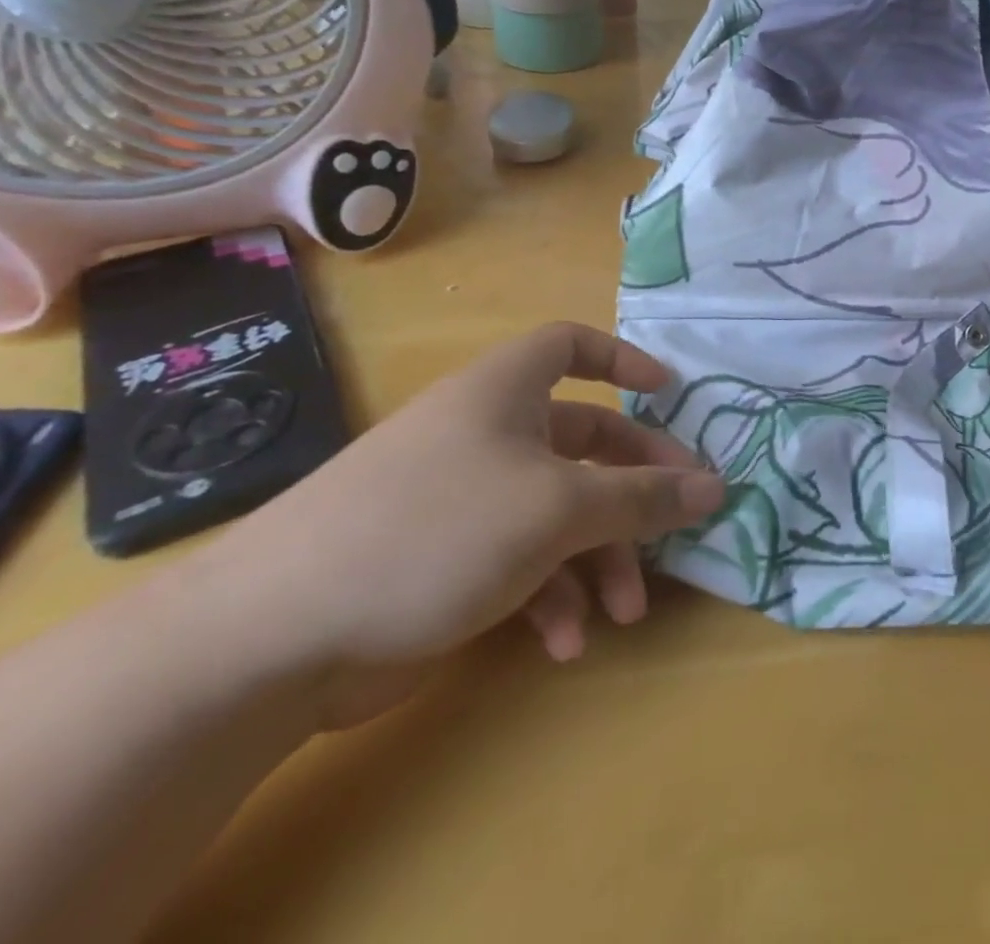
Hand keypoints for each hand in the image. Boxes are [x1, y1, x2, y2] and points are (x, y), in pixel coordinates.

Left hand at [189, 324, 723, 728]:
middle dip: (633, 490)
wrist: (271, 638)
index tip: (667, 393)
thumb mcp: (559, 508)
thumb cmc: (438, 529)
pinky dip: (550, 596)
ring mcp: (463, 499)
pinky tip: (562, 644)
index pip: (569, 344)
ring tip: (623, 613)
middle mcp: (486, 434)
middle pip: (583, 443)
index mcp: (505, 393)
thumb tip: (717, 486)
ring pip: (558, 511)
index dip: (621, 358)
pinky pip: (520, 560)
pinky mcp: (442, 560)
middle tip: (679, 526)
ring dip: (599, 559)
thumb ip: (645, 497)